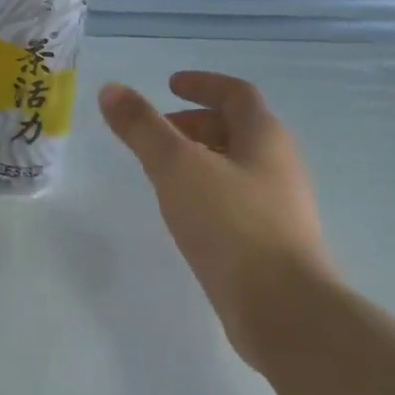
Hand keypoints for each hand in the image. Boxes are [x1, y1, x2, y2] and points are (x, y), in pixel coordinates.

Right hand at [99, 72, 337, 362]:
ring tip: (160, 171)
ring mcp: (278, 206)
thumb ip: (142, 128)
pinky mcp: (270, 242)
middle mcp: (278, 165)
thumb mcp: (177, 168)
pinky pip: (234, 200)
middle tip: (156, 131)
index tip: (170, 84)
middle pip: (237, 129)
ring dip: (199, 158)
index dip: (203, 84)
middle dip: (195, 123)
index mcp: (264, 138)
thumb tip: (111, 89)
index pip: (236, 94)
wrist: (283, 310)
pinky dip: (205, 191)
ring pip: (235, 166)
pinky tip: (183, 213)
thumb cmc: (231, 225)